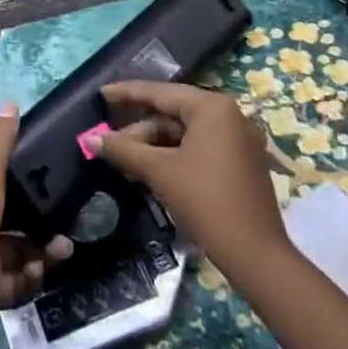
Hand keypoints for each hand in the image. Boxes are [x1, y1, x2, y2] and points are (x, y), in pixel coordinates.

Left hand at [0, 102, 73, 325]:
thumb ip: (0, 139)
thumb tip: (10, 101)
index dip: (23, 168)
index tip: (54, 171)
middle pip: (14, 211)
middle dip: (43, 217)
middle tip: (69, 221)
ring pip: (20, 247)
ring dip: (44, 248)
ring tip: (63, 251)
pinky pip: (15, 279)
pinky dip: (29, 277)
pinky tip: (38, 272)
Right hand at [83, 81, 290, 267]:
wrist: (255, 256)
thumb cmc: (205, 201)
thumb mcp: (159, 171)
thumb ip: (124, 150)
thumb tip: (92, 139)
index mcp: (211, 107)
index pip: (160, 93)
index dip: (126, 93)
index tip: (101, 94)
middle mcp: (228, 115)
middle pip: (172, 113)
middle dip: (139, 127)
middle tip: (109, 137)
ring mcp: (238, 139)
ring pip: (185, 133)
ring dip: (154, 144)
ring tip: (124, 158)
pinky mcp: (241, 163)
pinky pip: (199, 147)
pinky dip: (174, 155)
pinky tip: (150, 168)